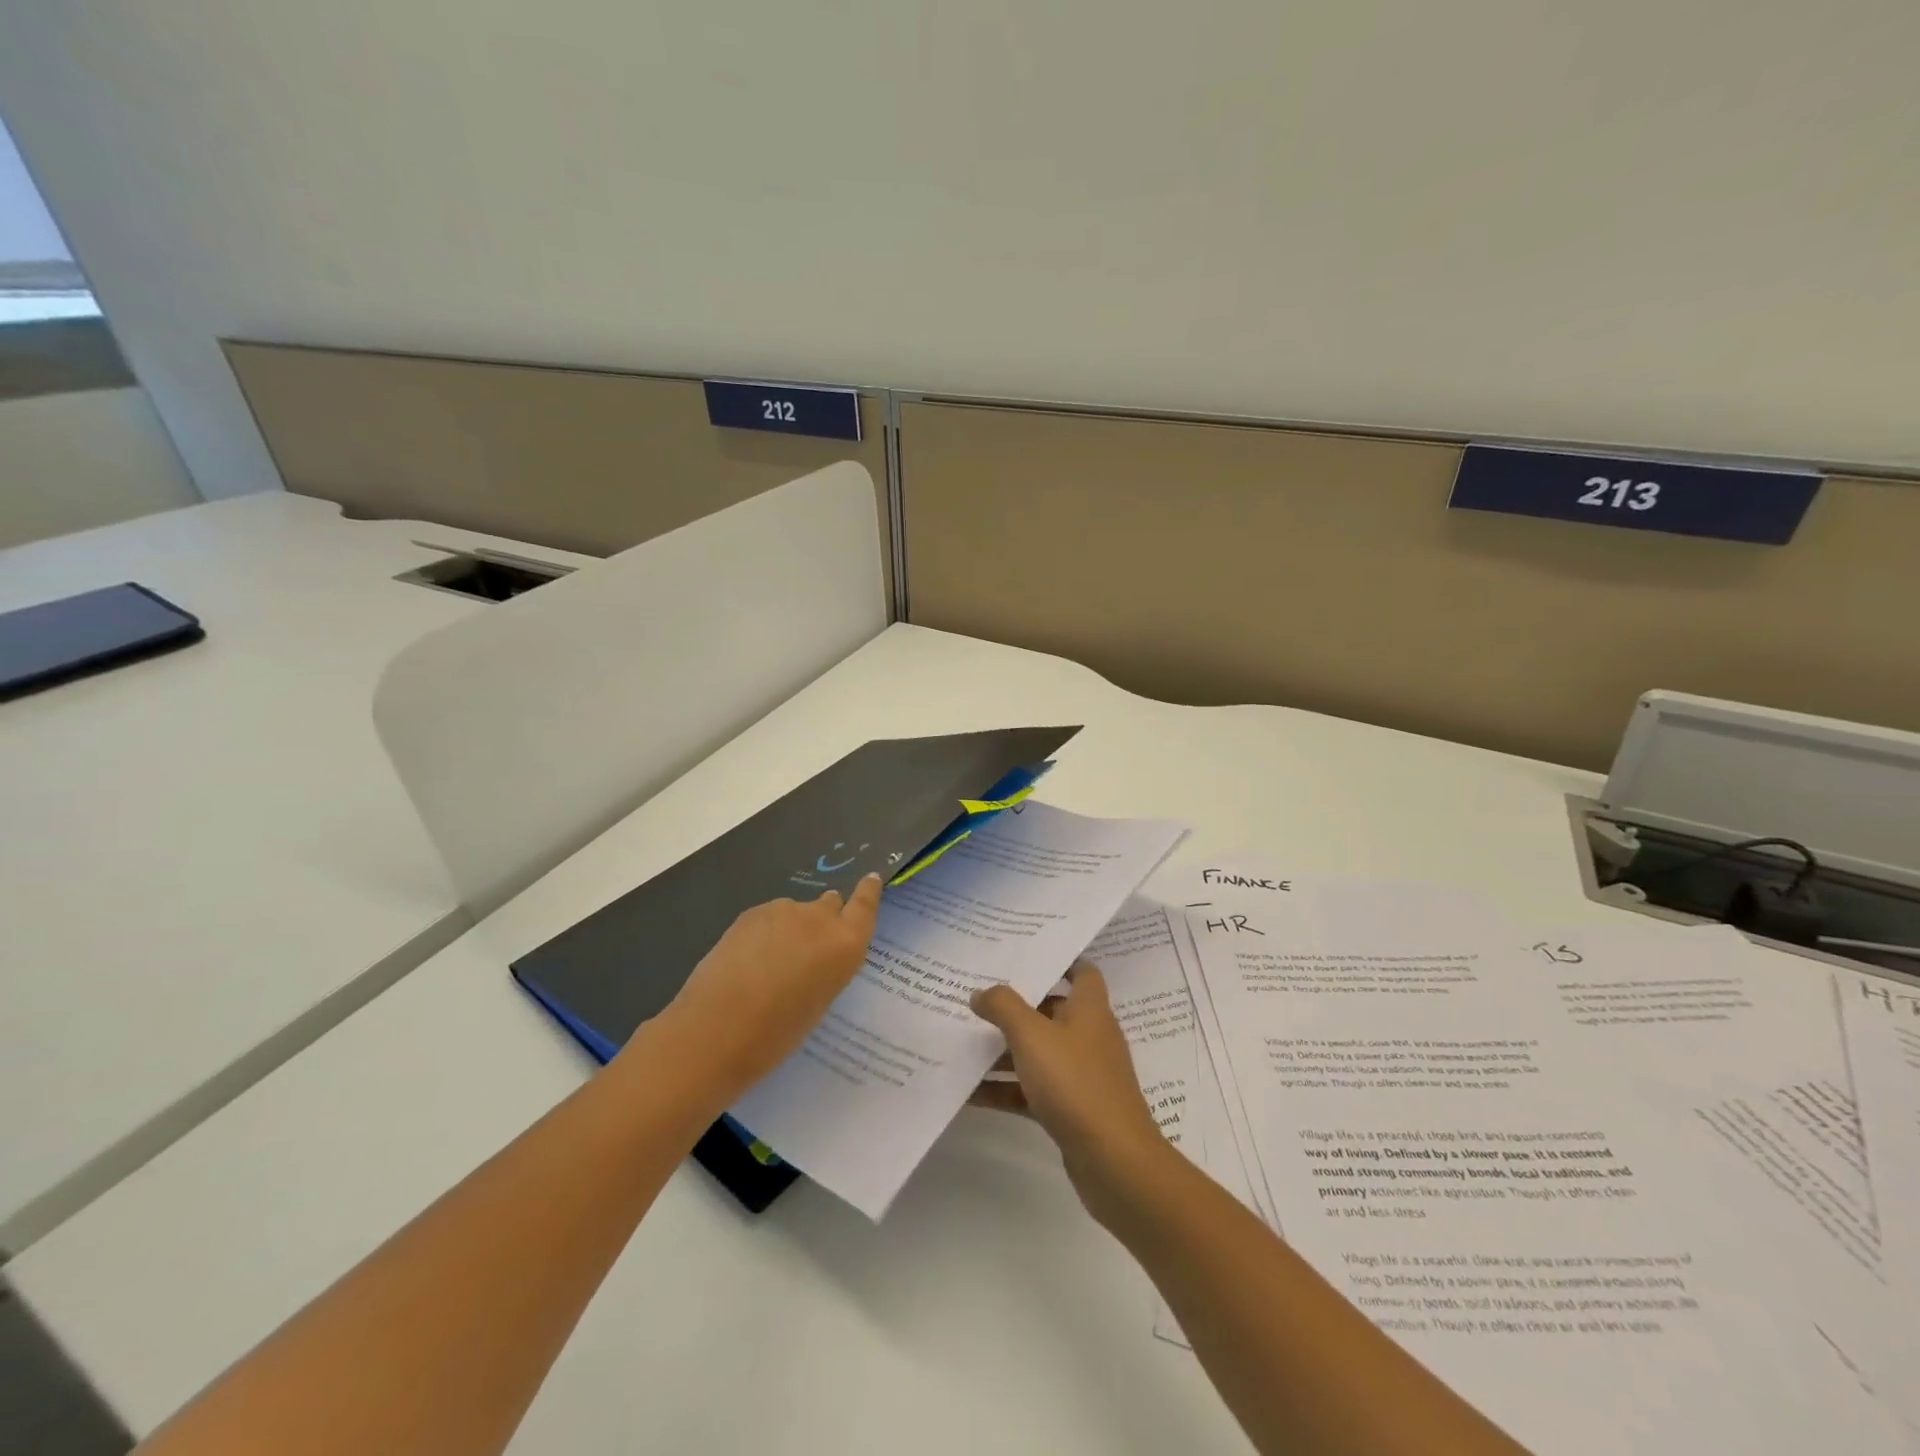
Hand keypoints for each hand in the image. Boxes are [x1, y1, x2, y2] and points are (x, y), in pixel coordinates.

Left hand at [648, 874, 881, 1102]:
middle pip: (830, 903)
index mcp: (845, 945)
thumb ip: (825, 969)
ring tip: (769, 965)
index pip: (865, 905)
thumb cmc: (777, 1033)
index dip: (868, 891)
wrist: (716, 1030)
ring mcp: (783, 911)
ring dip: (791, 929)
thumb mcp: (818, 1003)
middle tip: (809, 947)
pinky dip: (765, 933)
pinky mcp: (751, 913)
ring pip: (795, 912)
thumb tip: (813, 956)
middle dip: (824, 918)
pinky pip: (768, 918)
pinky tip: (747, 961)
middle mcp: (820, 919)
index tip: (871, 879)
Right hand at [969, 961, 1170, 1225]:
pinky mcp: (1072, 1109)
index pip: (1082, 972)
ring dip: (1005, 1050)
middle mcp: (1089, 1036)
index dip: (1059, 960)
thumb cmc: (1075, 1083)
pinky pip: (1033, 1089)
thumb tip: (981, 992)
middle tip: (977, 997)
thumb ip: (1003, 1007)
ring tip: (963, 1042)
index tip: (1024, 955)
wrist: (1114, 1162)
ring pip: (1039, 1053)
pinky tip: (970, 1092)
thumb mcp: (1032, 1036)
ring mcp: (1081, 1075)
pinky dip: (1006, 1089)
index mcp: (1089, 1010)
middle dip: (1016, 1007)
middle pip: (1051, 1011)